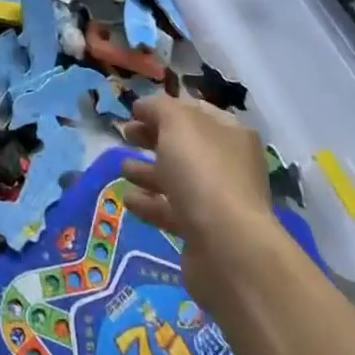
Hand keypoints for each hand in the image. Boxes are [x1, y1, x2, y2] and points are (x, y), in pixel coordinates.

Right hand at [121, 96, 289, 317]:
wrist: (226, 247)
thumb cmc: (202, 171)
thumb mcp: (177, 123)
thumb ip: (157, 108)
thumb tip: (144, 107)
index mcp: (230, 133)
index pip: (194, 111)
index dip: (163, 108)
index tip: (134, 111)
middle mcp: (229, 164)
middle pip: (184, 145)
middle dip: (153, 138)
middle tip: (126, 135)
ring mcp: (218, 200)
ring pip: (178, 179)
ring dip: (148, 171)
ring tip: (124, 169)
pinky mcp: (204, 232)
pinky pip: (172, 211)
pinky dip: (150, 203)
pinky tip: (129, 200)